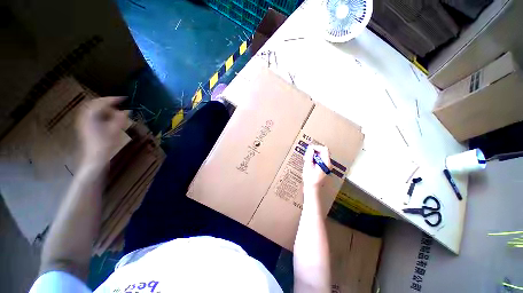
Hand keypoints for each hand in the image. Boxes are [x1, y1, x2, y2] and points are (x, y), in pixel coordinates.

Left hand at [77, 97, 127, 165]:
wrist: (95, 158)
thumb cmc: (105, 144)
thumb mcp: (115, 130)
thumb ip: (120, 119)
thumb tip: (126, 111)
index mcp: (90, 116)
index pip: (101, 102)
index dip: (113, 99)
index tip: (124, 99)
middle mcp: (85, 116)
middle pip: (95, 104)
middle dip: (107, 102)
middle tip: (119, 104)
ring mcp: (84, 122)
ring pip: (94, 109)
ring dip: (105, 108)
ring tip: (116, 112)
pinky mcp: (86, 127)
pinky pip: (93, 115)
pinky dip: (102, 114)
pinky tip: (109, 118)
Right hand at [302, 145, 331, 190]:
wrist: (313, 190)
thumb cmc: (310, 179)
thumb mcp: (308, 166)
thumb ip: (309, 156)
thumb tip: (310, 149)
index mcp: (326, 163)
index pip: (324, 149)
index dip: (316, 147)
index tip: (308, 149)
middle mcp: (328, 164)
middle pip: (323, 152)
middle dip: (314, 151)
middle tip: (306, 155)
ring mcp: (326, 167)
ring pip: (321, 156)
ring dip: (313, 155)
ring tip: (306, 159)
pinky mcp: (323, 169)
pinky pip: (320, 160)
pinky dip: (314, 159)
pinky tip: (309, 163)